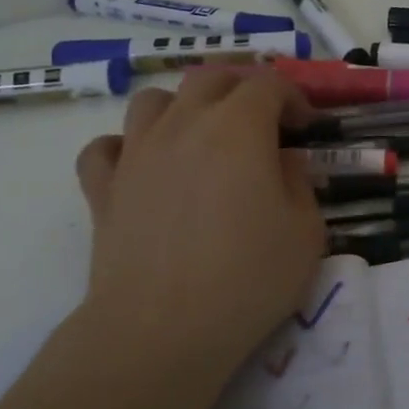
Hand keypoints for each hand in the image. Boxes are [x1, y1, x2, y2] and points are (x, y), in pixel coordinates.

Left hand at [72, 69, 325, 408]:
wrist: (162, 331)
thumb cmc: (247, 279)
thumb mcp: (306, 232)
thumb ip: (300, 184)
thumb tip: (284, 162)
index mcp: (239, 128)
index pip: (268, 84)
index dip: (293, 96)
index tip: (306, 127)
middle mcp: (184, 126)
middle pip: (210, 78)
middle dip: (242, 89)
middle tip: (261, 122)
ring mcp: (136, 154)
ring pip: (152, 100)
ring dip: (182, 107)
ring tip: (201, 138)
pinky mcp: (103, 189)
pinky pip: (105, 147)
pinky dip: (125, 147)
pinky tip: (144, 168)